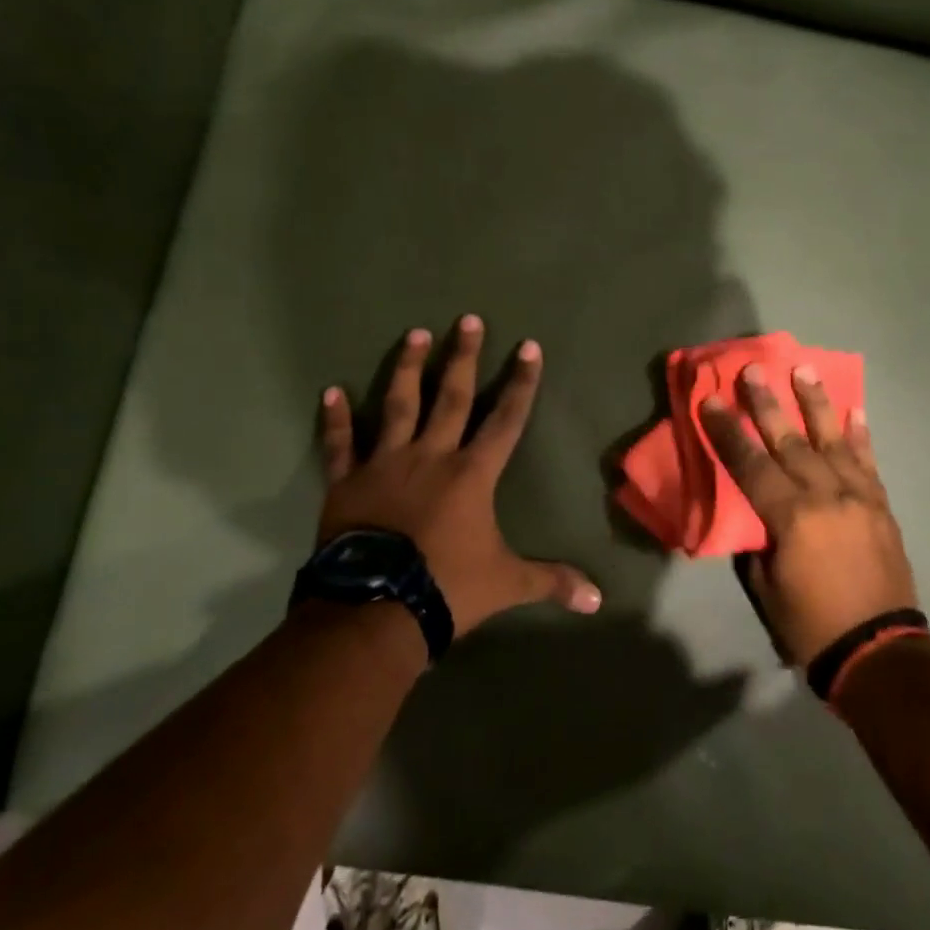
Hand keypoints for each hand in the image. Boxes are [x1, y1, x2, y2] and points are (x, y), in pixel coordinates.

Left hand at [316, 316, 602, 637]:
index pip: (505, 419)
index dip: (520, 383)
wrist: (375, 609)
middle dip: (463, 357)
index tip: (528, 346)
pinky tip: (331, 391)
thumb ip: (552, 582)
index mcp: (472, 474)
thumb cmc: (447, 588)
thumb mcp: (508, 583)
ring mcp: (385, 464)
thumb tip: (598, 601)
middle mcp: (431, 456)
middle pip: (451, 397)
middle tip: (467, 319)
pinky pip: (340, 445)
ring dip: (407, 369)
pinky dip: (336, 419)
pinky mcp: (347, 483)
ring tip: (415, 335)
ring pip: (398, 406)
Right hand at [700, 364, 916, 666]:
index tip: (711, 400)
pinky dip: (860, 435)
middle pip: (789, 441)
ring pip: (832, 440)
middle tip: (752, 369)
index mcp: (791, 517)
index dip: (727, 431)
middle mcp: (825, 495)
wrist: (879, 649)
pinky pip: (868, 462)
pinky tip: (855, 411)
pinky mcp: (881, 505)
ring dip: (815, 403)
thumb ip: (760, 540)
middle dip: (767, 403)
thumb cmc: (811, 624)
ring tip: (803, 369)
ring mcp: (858, 497)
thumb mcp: (766, 586)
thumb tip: (759, 513)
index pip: (750, 464)